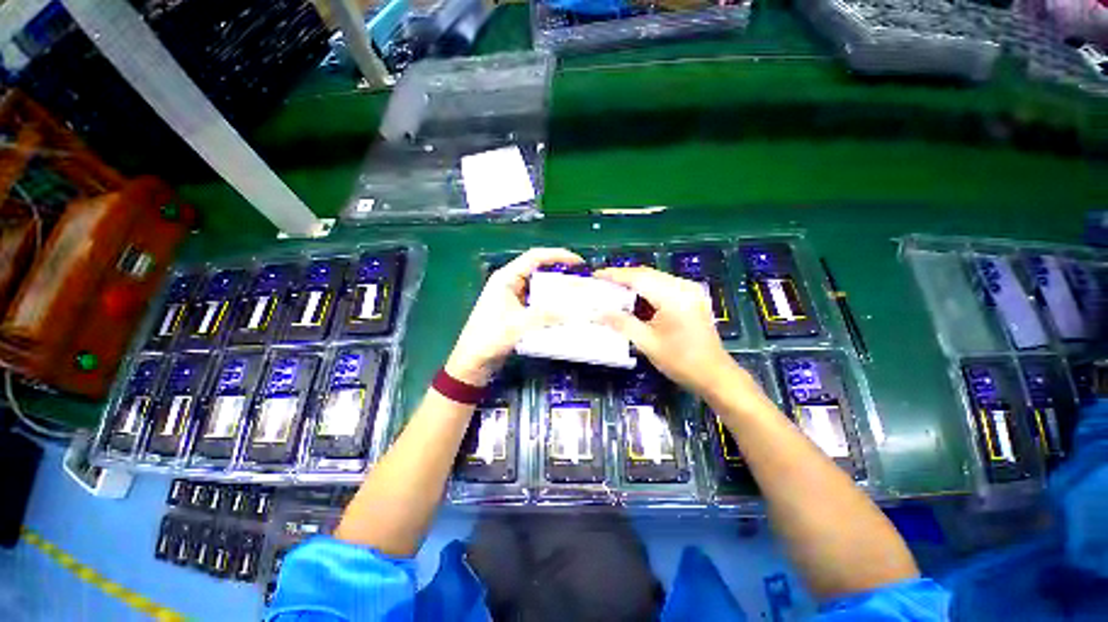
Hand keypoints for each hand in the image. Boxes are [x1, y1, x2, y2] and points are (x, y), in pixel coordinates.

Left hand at [446, 248, 583, 385]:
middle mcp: (510, 283)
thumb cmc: (490, 338)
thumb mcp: (519, 325)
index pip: (535, 257)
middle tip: (582, 281)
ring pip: (540, 287)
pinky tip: (565, 311)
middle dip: (561, 273)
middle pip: (539, 270)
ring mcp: (513, 297)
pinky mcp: (516, 311)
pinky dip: (551, 304)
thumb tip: (576, 311)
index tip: (579, 263)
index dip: (558, 255)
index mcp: (506, 278)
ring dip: (557, 290)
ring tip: (578, 295)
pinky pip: (538, 302)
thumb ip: (547, 316)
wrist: (473, 362)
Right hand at [593, 267, 747, 397]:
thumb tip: (598, 312)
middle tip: (601, 281)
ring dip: (634, 282)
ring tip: (613, 288)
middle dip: (623, 276)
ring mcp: (690, 290)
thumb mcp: (647, 343)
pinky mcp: (692, 296)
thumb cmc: (681, 362)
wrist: (715, 375)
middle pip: (647, 274)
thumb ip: (622, 323)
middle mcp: (684, 287)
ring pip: (655, 278)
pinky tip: (635, 297)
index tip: (595, 275)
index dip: (615, 275)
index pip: (638, 278)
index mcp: (674, 297)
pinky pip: (664, 285)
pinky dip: (647, 289)